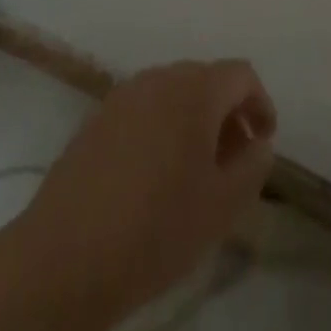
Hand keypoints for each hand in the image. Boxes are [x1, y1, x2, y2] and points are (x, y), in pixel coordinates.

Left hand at [17, 60, 275, 322]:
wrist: (65, 256)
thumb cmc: (156, 228)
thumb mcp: (222, 206)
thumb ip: (252, 166)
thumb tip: (258, 142)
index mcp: (195, 90)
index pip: (241, 74)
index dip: (260, 103)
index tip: (264, 141)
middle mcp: (160, 78)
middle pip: (206, 79)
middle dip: (226, 112)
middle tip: (233, 159)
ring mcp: (123, 95)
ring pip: (172, 93)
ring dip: (192, 120)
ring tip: (195, 170)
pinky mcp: (96, 119)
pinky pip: (142, 110)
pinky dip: (160, 128)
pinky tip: (154, 175)